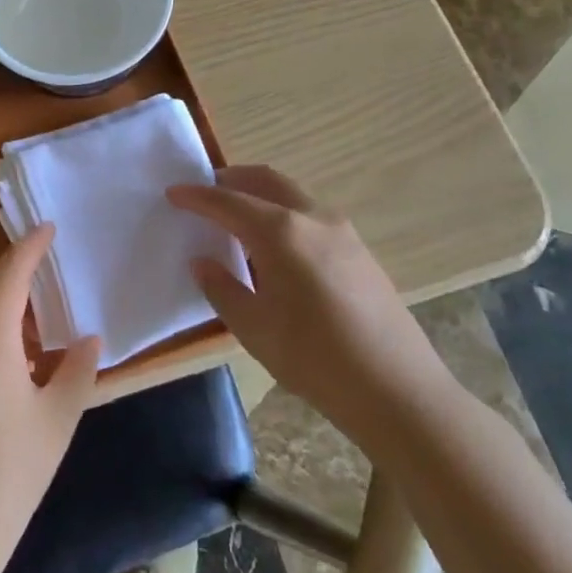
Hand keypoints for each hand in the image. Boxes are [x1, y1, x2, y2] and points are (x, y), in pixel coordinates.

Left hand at [0, 226, 100, 567]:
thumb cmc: (9, 472)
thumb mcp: (57, 420)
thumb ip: (77, 371)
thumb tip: (88, 339)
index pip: (10, 270)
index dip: (31, 245)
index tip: (48, 228)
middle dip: (8, 268)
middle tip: (44, 281)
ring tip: (29, 319)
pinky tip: (5, 354)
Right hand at [168, 165, 453, 450]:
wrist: (399, 392)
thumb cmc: (315, 360)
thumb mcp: (253, 328)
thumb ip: (222, 287)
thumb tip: (203, 261)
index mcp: (280, 232)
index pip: (228, 202)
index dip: (196, 196)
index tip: (172, 193)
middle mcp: (312, 218)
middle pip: (266, 180)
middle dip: (231, 180)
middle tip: (204, 191)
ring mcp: (342, 232)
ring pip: (292, 195)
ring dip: (260, 195)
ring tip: (236, 217)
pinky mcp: (360, 251)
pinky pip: (310, 216)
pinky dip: (283, 213)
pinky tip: (274, 246)